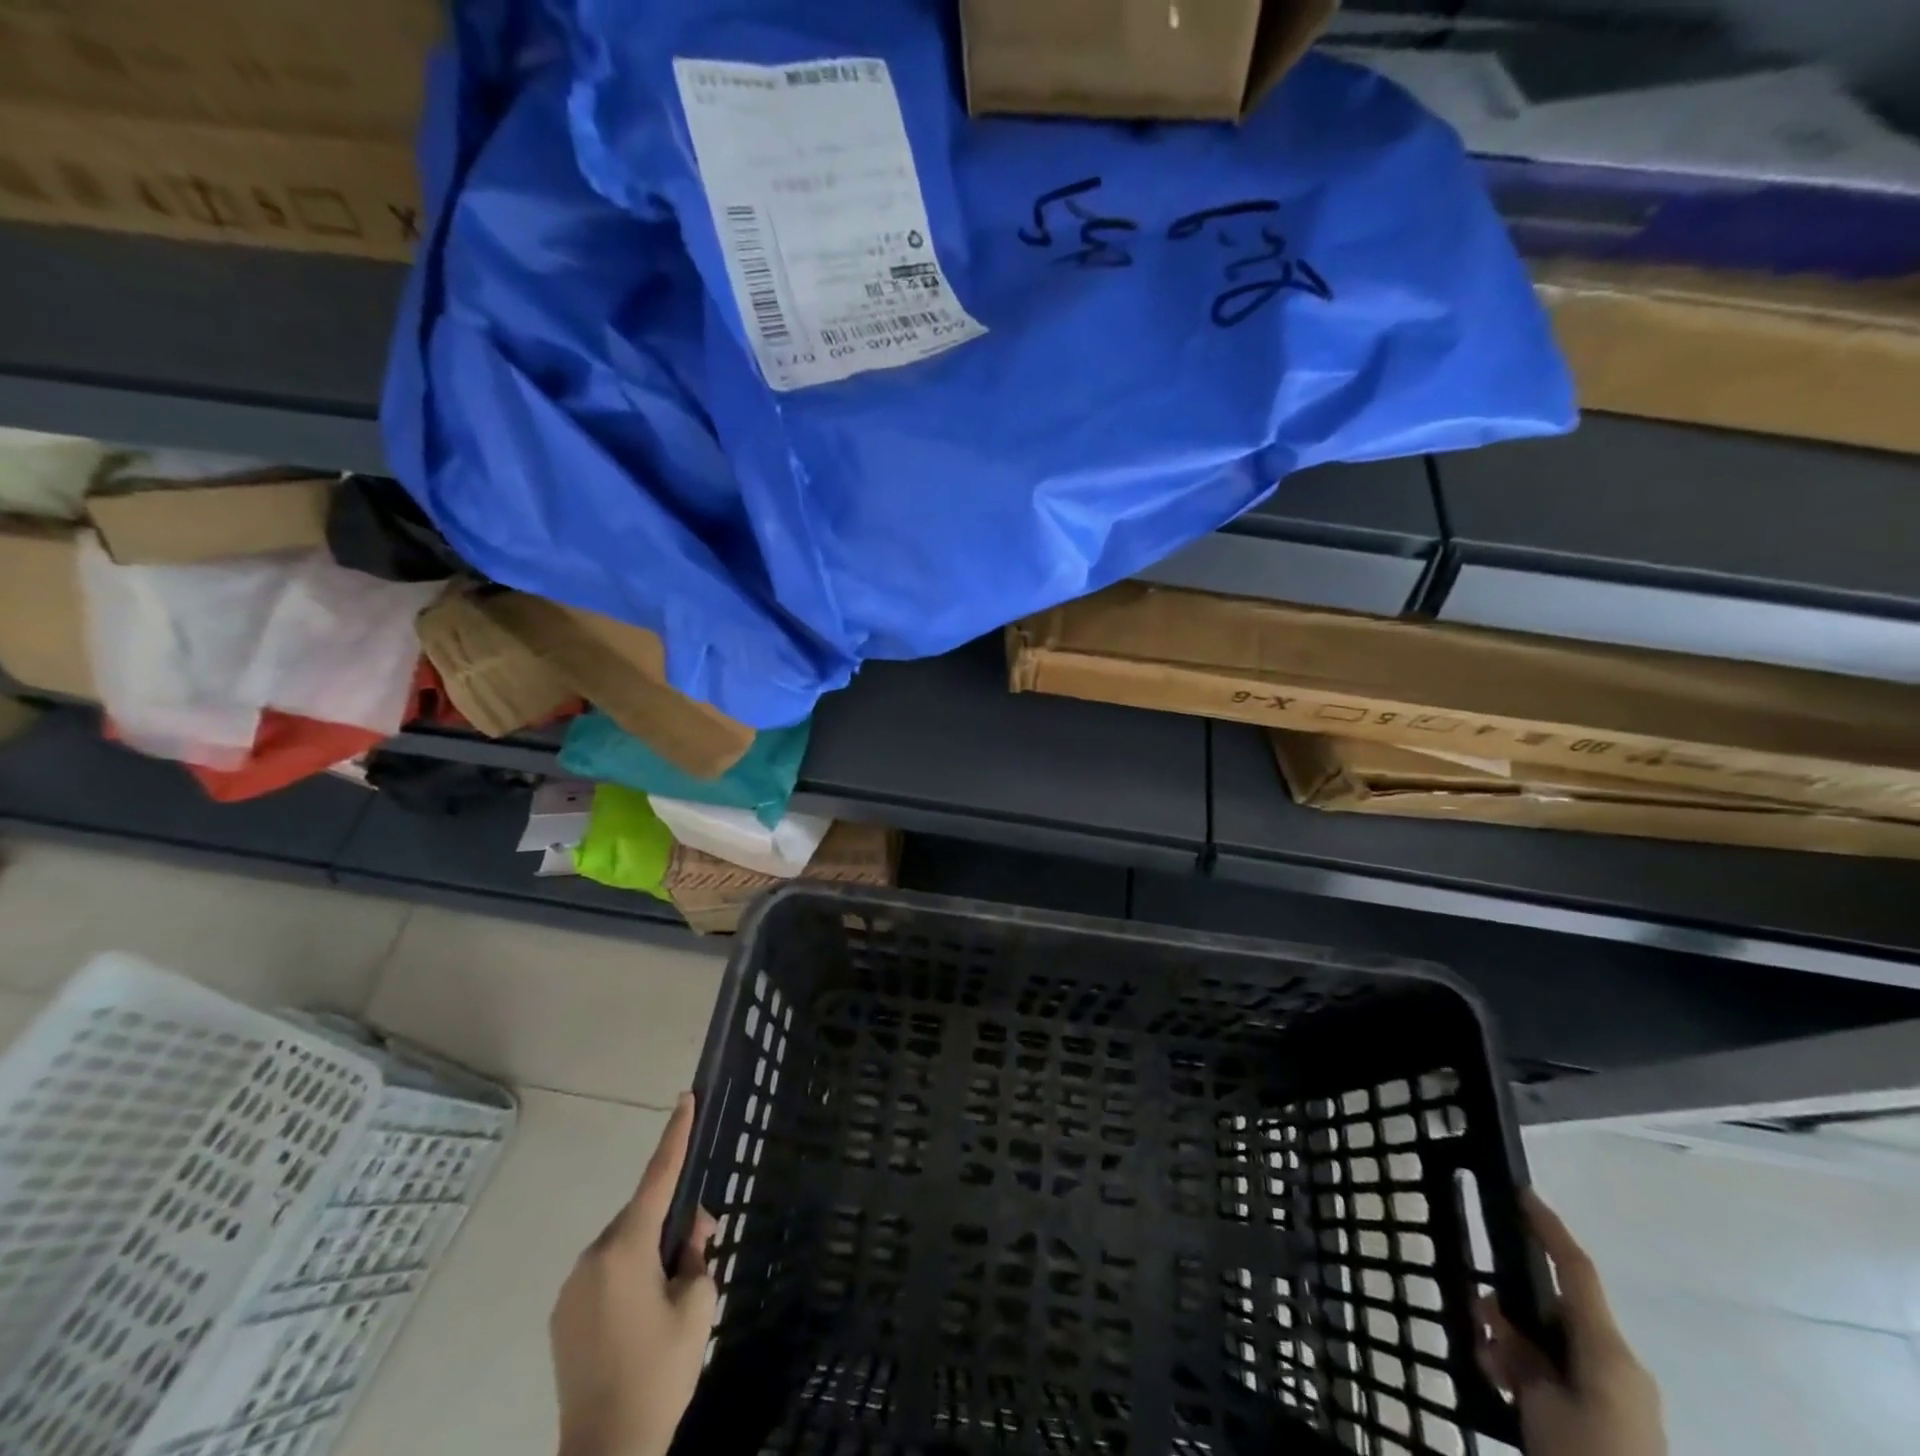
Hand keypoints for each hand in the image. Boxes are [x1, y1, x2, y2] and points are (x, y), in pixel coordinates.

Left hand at [551, 1093, 716, 1455]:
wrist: (606, 1455)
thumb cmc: (660, 1373)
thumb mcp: (698, 1306)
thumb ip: (698, 1254)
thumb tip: (692, 1232)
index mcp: (626, 1250)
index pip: (659, 1177)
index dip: (676, 1135)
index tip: (685, 1098)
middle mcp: (592, 1258)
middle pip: (642, 1216)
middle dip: (672, 1221)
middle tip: (701, 1249)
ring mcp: (572, 1288)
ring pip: (624, 1245)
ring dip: (649, 1252)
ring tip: (671, 1295)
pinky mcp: (562, 1315)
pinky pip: (605, 1273)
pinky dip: (629, 1275)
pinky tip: (642, 1316)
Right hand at [1476, 1192, 1665, 1455]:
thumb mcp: (1539, 1403)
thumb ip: (1519, 1353)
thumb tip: (1498, 1318)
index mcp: (1608, 1350)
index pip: (1575, 1271)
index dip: (1548, 1229)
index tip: (1521, 1192)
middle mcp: (1617, 1364)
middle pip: (1558, 1309)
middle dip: (1513, 1303)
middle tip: (1475, 1311)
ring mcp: (1617, 1396)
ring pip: (1554, 1343)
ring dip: (1516, 1342)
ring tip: (1486, 1360)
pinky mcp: (1610, 1422)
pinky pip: (1563, 1375)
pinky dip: (1530, 1371)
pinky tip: (1502, 1384)